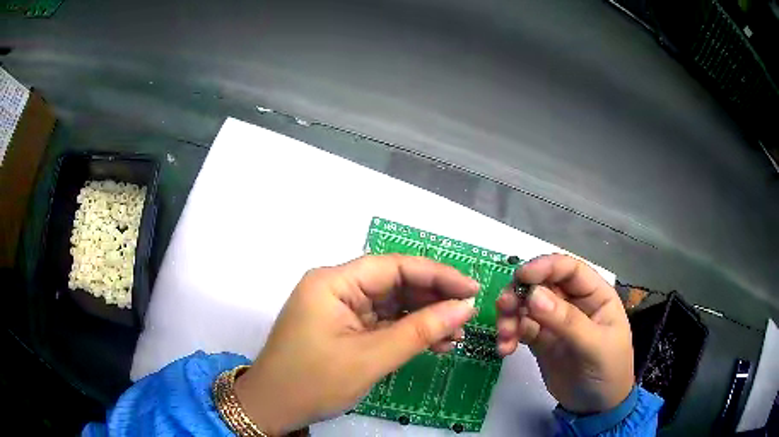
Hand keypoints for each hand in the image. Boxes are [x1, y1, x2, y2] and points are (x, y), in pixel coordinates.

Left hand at [235, 255, 478, 434]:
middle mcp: (336, 288)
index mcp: (333, 282)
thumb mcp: (371, 358)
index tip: (471, 289)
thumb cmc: (314, 382)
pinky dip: (407, 332)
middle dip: (432, 299)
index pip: (394, 266)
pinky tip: (434, 342)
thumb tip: (464, 307)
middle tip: (467, 315)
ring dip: (424, 318)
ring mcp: (339, 309)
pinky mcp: (344, 328)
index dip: (437, 275)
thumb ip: (420, 331)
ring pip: (391, 304)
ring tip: (455, 335)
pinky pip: (382, 323)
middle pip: (394, 283)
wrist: (274, 408)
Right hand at [496, 254, 633, 413]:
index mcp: (595, 295)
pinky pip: (521, 329)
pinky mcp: (541, 340)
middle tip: (503, 307)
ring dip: (510, 315)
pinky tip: (505, 349)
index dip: (545, 267)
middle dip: (521, 293)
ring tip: (504, 336)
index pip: (569, 269)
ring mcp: (555, 322)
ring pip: (527, 306)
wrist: (596, 408)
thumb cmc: (608, 371)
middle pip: (542, 285)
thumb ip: (567, 321)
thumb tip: (533, 295)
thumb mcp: (594, 346)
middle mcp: (574, 302)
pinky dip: (509, 335)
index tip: (520, 277)